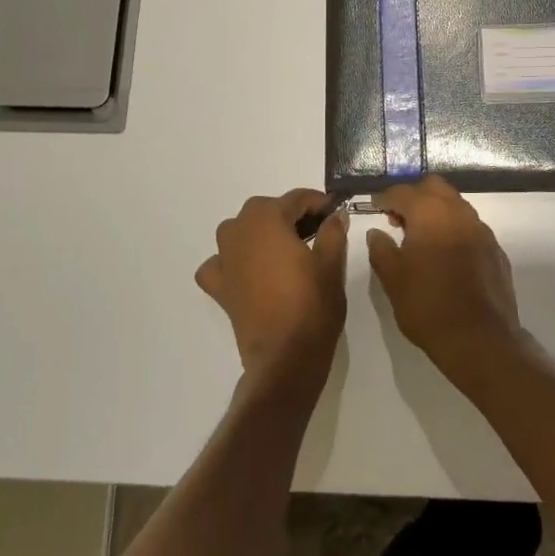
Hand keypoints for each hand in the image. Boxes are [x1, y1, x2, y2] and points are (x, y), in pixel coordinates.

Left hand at [195, 189, 347, 393]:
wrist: (285, 356)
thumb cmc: (312, 304)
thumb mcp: (332, 263)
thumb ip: (333, 232)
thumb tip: (335, 215)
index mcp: (267, 219)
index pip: (296, 199)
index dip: (319, 202)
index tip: (335, 210)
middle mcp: (239, 231)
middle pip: (265, 210)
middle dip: (289, 214)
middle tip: (316, 229)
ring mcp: (224, 259)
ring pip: (240, 231)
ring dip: (260, 232)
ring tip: (285, 248)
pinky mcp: (219, 286)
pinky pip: (221, 263)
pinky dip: (232, 262)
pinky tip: (247, 272)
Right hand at [366, 176, 521, 383]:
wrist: (480, 338)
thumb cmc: (428, 305)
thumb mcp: (393, 279)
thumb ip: (381, 249)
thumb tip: (376, 232)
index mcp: (430, 213)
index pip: (403, 192)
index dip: (385, 198)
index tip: (374, 207)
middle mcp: (459, 212)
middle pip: (434, 187)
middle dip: (414, 196)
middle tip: (399, 219)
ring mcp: (482, 230)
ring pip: (455, 205)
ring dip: (436, 212)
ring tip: (421, 239)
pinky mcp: (495, 249)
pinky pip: (470, 227)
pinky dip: (454, 231)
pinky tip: (446, 256)